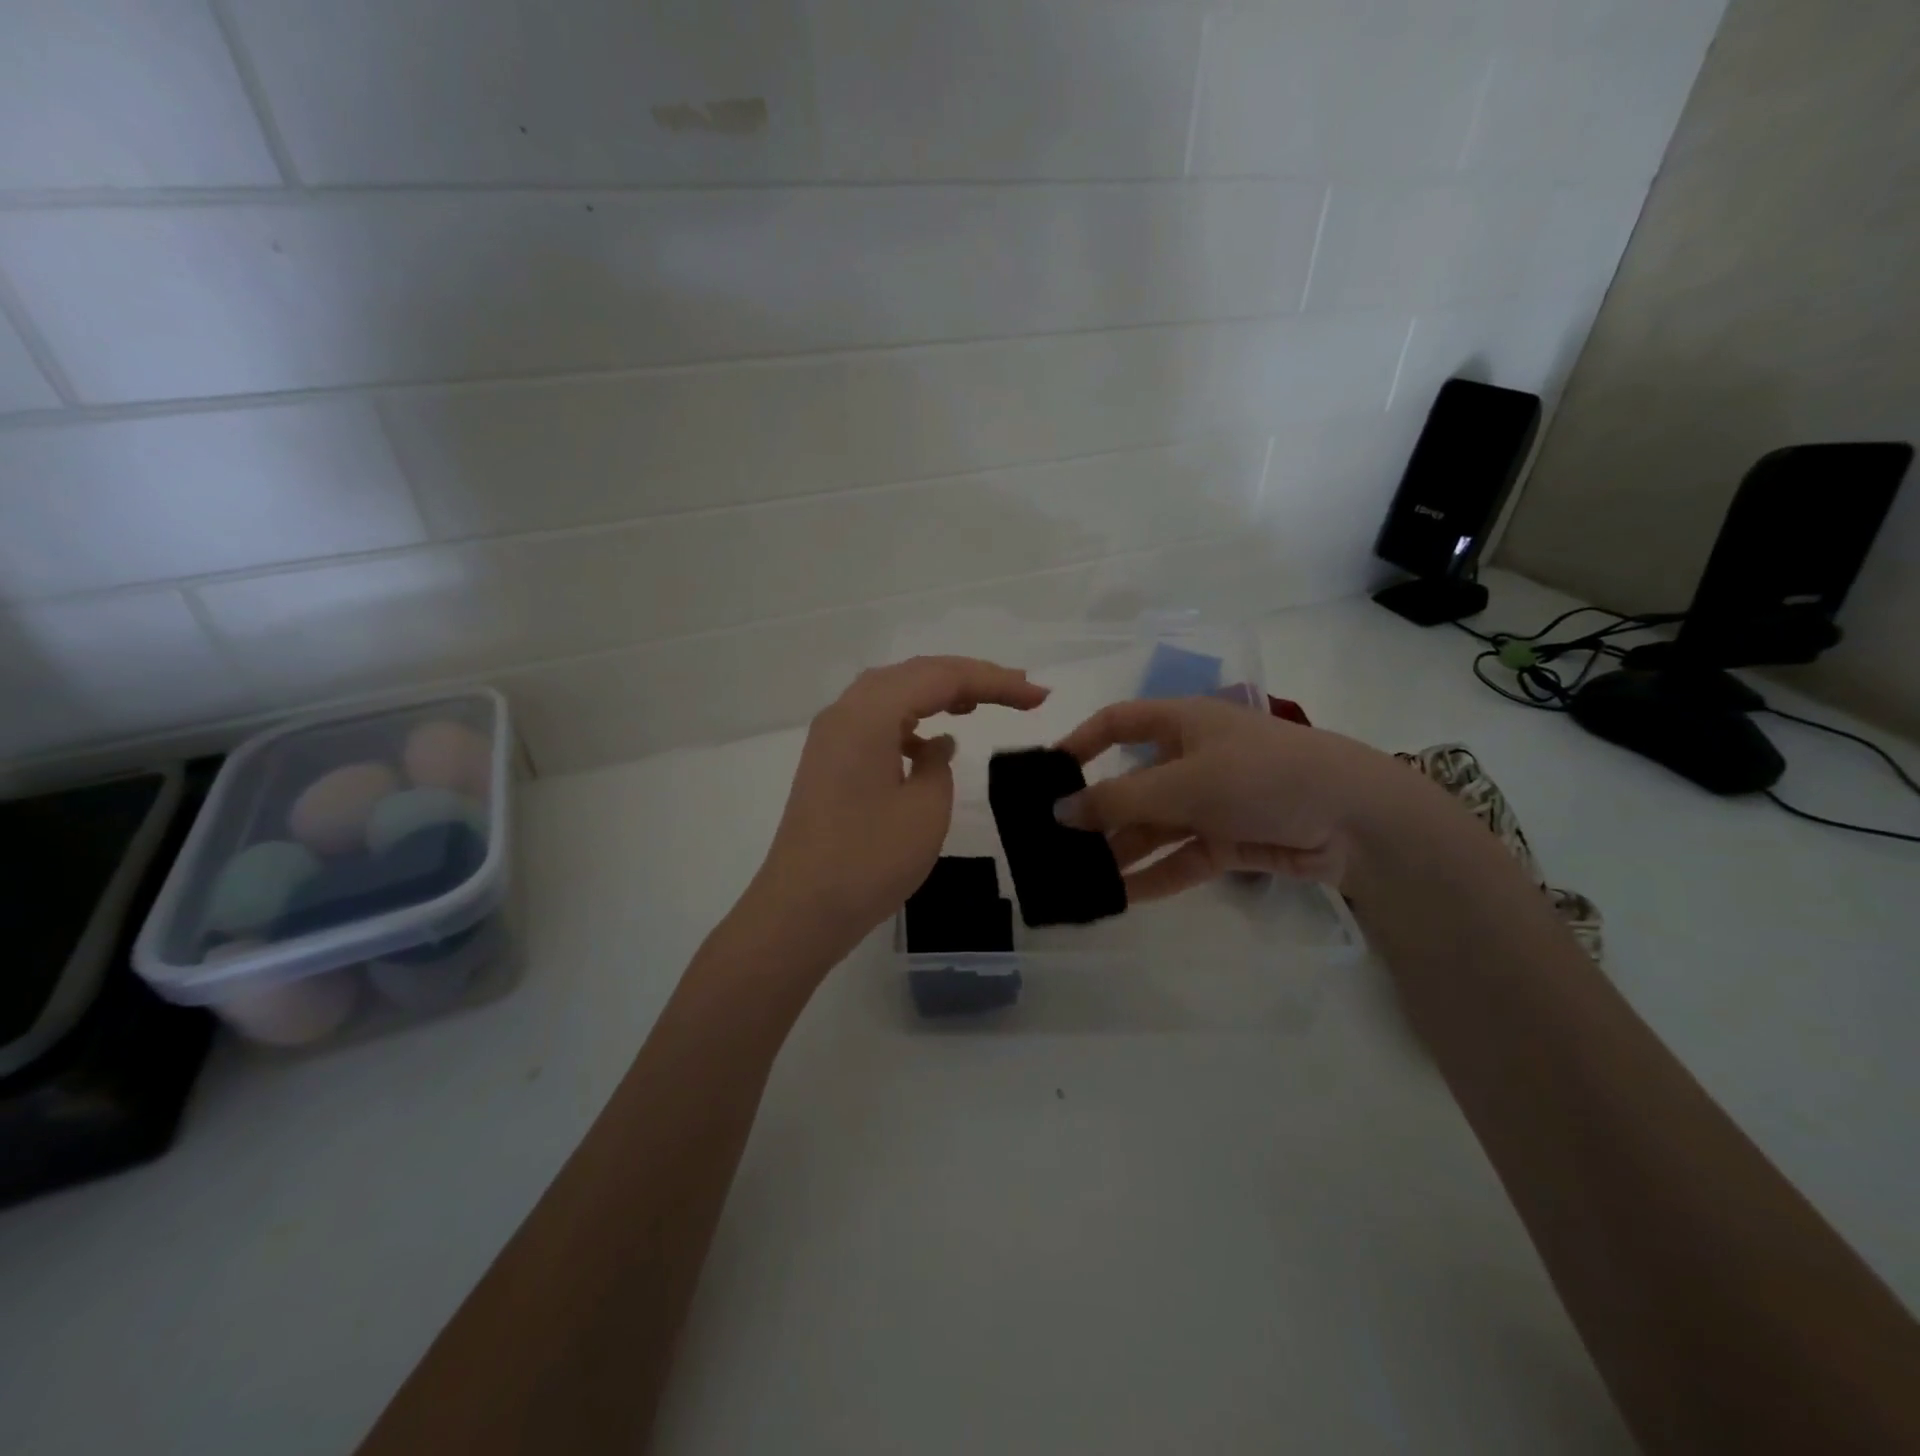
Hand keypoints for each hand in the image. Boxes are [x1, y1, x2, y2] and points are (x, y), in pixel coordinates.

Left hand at [745, 656, 1047, 961]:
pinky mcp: (828, 762)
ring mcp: (831, 737)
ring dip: (937, 694)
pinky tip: (930, 744)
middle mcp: (845, 712)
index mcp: (869, 714)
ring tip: (978, 705)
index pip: (941, 677)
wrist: (800, 910)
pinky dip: (910, 721)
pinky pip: (875, 722)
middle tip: (1018, 690)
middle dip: (969, 677)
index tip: (1038, 696)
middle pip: (914, 674)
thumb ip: (938, 764)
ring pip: (892, 694)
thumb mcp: (924, 809)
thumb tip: (934, 745)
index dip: (995, 681)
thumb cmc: (868, 860)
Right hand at [1054, 696, 1422, 896]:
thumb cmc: (1263, 776)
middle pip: (1131, 784)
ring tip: (1079, 879)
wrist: (1357, 820)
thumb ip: (1119, 799)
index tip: (1046, 776)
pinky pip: (1180, 858)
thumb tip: (1059, 810)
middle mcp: (1191, 758)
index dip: (1079, 744)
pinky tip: (1121, 898)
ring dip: (1121, 852)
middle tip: (1055, 845)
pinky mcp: (1229, 841)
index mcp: (1181, 723)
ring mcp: (1211, 802)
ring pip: (1153, 827)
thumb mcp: (1185, 782)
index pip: (1116, 723)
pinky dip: (1154, 877)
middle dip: (1096, 814)